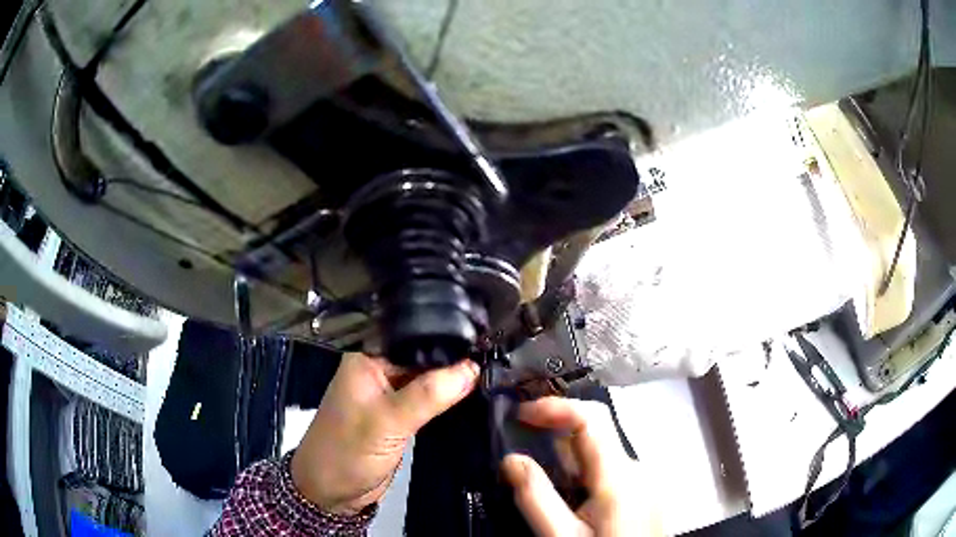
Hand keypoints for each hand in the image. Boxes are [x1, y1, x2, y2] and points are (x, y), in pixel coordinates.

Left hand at [291, 352, 478, 514]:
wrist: (331, 492)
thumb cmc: (347, 451)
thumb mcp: (387, 421)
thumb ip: (429, 394)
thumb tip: (473, 368)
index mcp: (368, 359)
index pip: (414, 337)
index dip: (449, 338)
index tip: (486, 341)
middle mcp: (380, 371)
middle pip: (424, 357)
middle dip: (456, 361)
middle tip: (496, 359)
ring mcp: (391, 396)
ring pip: (429, 381)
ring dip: (454, 382)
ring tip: (493, 375)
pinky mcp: (400, 417)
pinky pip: (429, 402)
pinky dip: (448, 401)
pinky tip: (474, 396)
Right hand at [501, 397, 660, 535]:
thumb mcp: (561, 536)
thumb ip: (535, 497)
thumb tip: (510, 459)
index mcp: (621, 476)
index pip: (592, 418)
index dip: (555, 407)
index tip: (521, 413)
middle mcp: (638, 469)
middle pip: (597, 431)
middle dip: (557, 427)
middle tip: (521, 435)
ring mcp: (644, 480)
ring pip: (602, 450)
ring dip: (568, 451)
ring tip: (537, 464)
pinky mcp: (643, 490)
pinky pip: (610, 467)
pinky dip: (584, 467)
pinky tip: (568, 489)